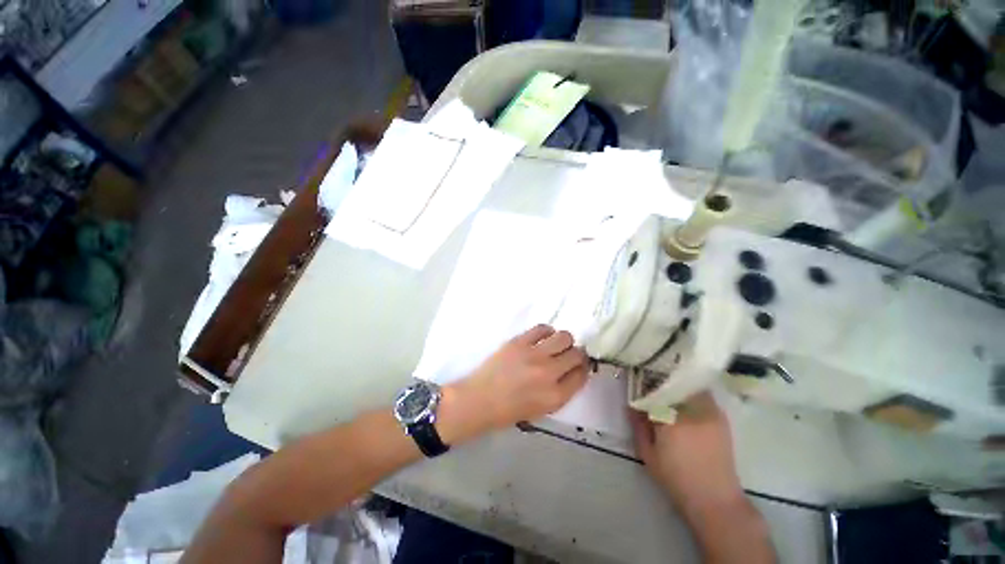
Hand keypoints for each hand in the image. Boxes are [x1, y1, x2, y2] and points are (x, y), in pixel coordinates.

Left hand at [436, 324, 589, 444]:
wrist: (479, 400)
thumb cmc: (509, 410)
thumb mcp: (542, 409)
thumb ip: (561, 391)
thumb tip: (572, 371)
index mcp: (555, 396)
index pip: (581, 374)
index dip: (582, 368)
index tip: (578, 365)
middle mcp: (549, 373)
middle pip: (576, 354)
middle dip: (576, 354)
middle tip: (568, 354)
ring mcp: (534, 354)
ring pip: (564, 337)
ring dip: (564, 341)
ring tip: (555, 344)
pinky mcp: (519, 341)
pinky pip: (542, 328)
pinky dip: (547, 331)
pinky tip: (543, 337)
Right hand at [630, 393, 774, 562]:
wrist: (716, 499)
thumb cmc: (676, 479)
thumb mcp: (648, 454)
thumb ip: (638, 426)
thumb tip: (630, 405)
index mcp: (671, 420)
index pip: (653, 392)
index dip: (643, 386)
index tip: (636, 384)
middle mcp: (691, 411)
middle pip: (671, 384)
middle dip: (659, 380)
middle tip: (649, 382)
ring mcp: (709, 413)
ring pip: (688, 386)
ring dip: (676, 384)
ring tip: (666, 388)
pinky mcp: (720, 418)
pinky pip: (703, 395)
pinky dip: (691, 391)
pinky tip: (683, 398)